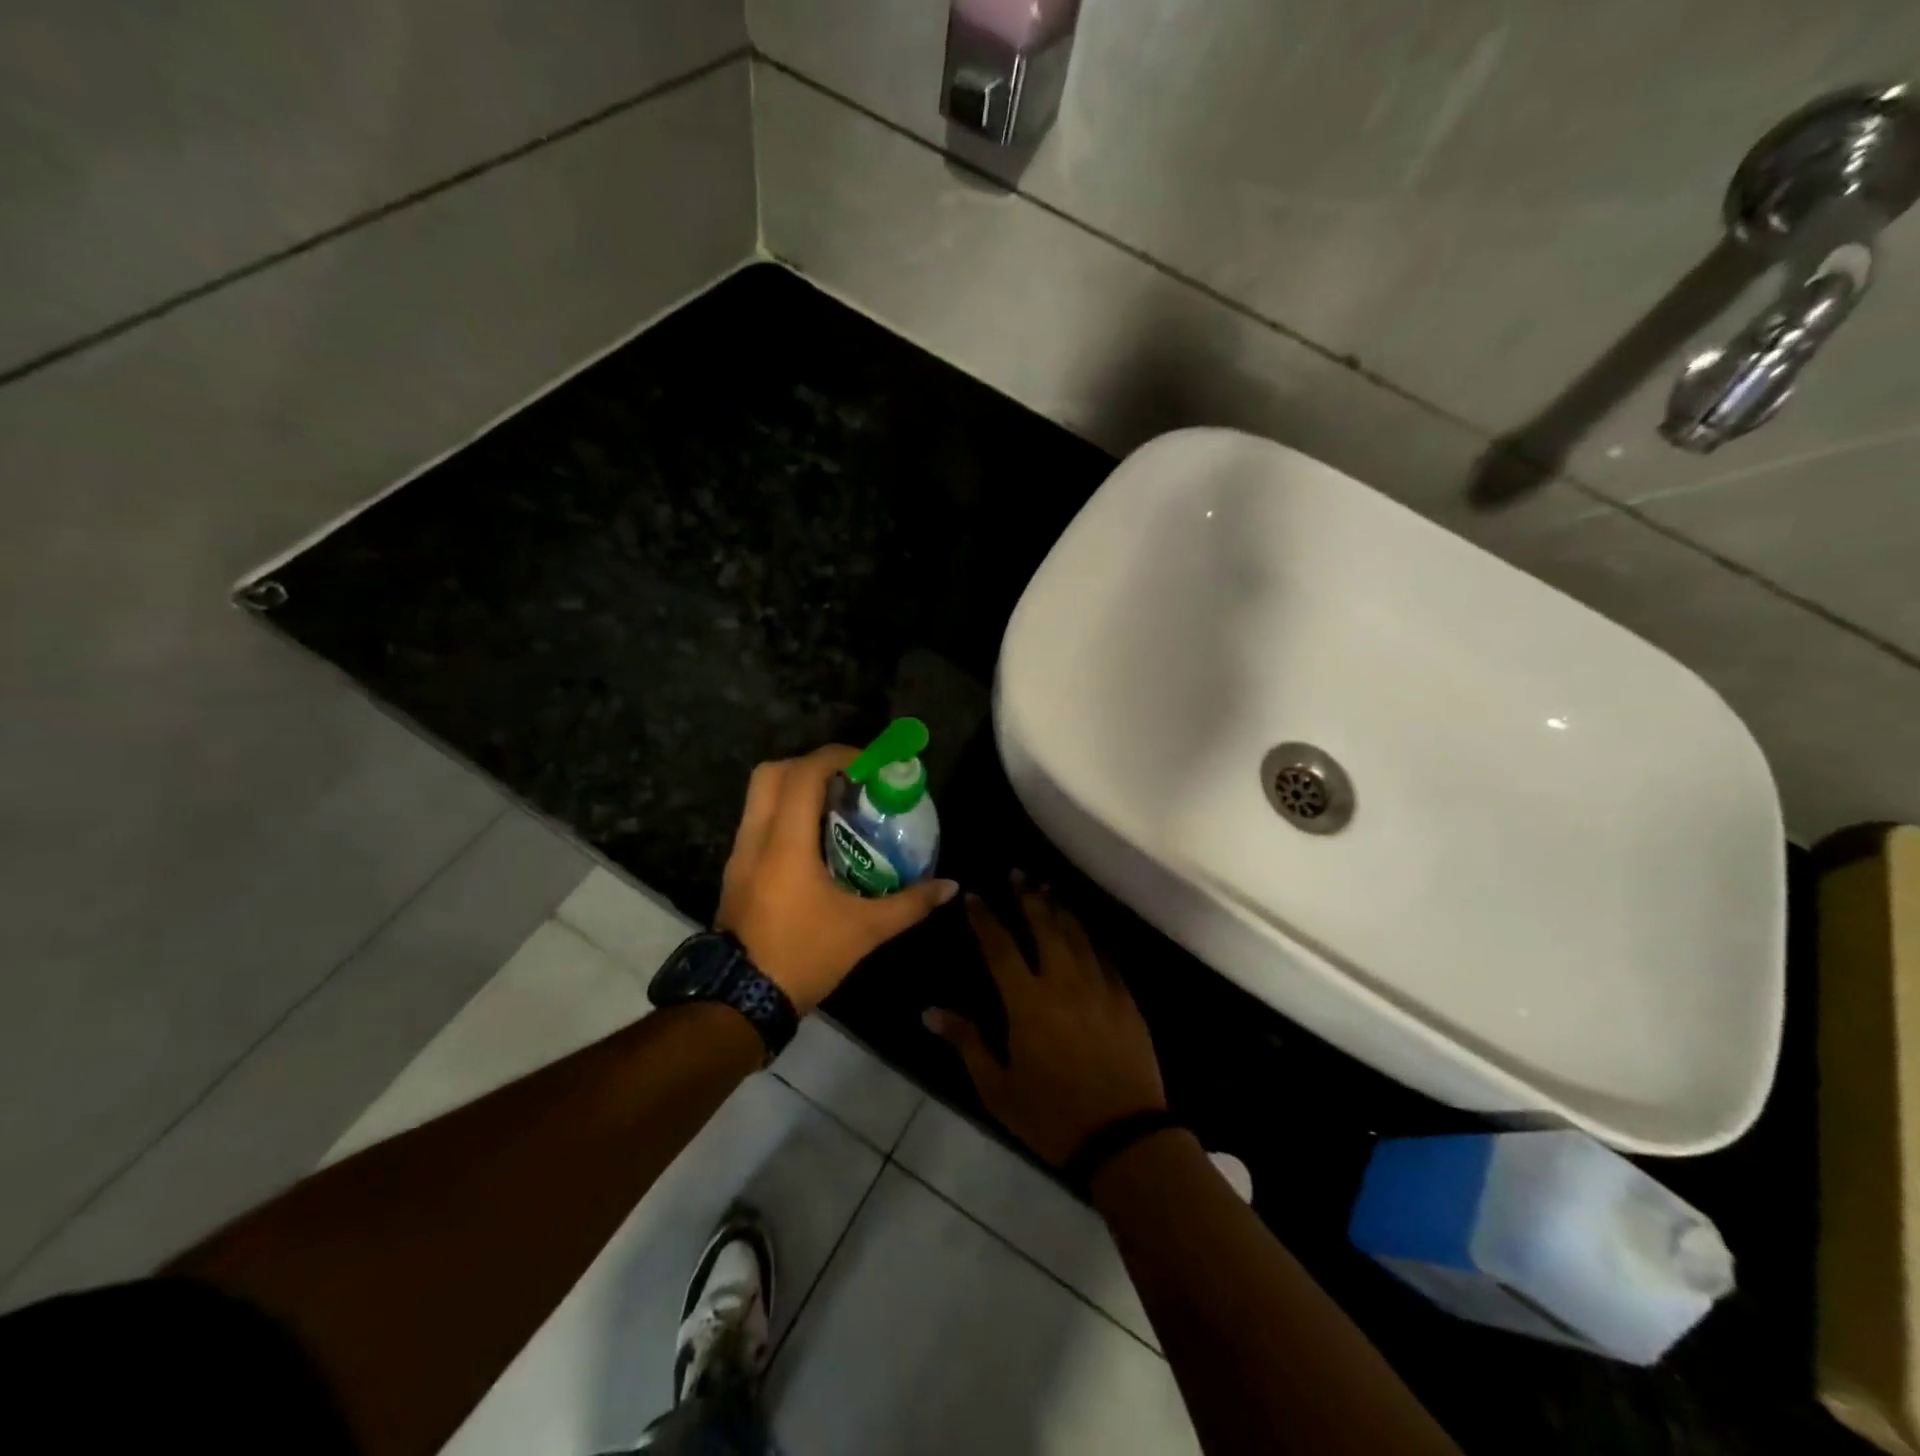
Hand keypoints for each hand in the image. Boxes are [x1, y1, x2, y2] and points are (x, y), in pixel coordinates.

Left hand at [716, 745, 958, 1015]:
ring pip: (760, 796)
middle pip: (772, 772)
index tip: (870, 765)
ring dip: (797, 788)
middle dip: (812, 765)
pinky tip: (817, 842)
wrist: (741, 1001)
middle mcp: (757, 837)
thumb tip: (949, 886)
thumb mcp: (865, 930)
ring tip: (837, 807)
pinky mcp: (736, 871)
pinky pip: (759, 822)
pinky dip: (786, 814)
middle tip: (849, 781)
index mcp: (786, 842)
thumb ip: (910, 903)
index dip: (838, 757)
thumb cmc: (804, 956)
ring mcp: (740, 853)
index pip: (804, 773)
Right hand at [925, 882, 1166, 1167]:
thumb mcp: (997, 1089)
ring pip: (1077, 934)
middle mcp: (1064, 982)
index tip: (974, 895)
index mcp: (1028, 1002)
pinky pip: (1105, 956)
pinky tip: (1085, 929)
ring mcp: (1099, 987)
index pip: (1000, 946)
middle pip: (1044, 926)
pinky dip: (1090, 937)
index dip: (985, 918)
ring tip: (1047, 887)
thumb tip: (929, 1012)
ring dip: (1060, 908)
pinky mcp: (1125, 999)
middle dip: (1027, 896)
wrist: (1124, 1139)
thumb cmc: (1051, 1117)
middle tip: (1017, 873)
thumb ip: (966, 1042)